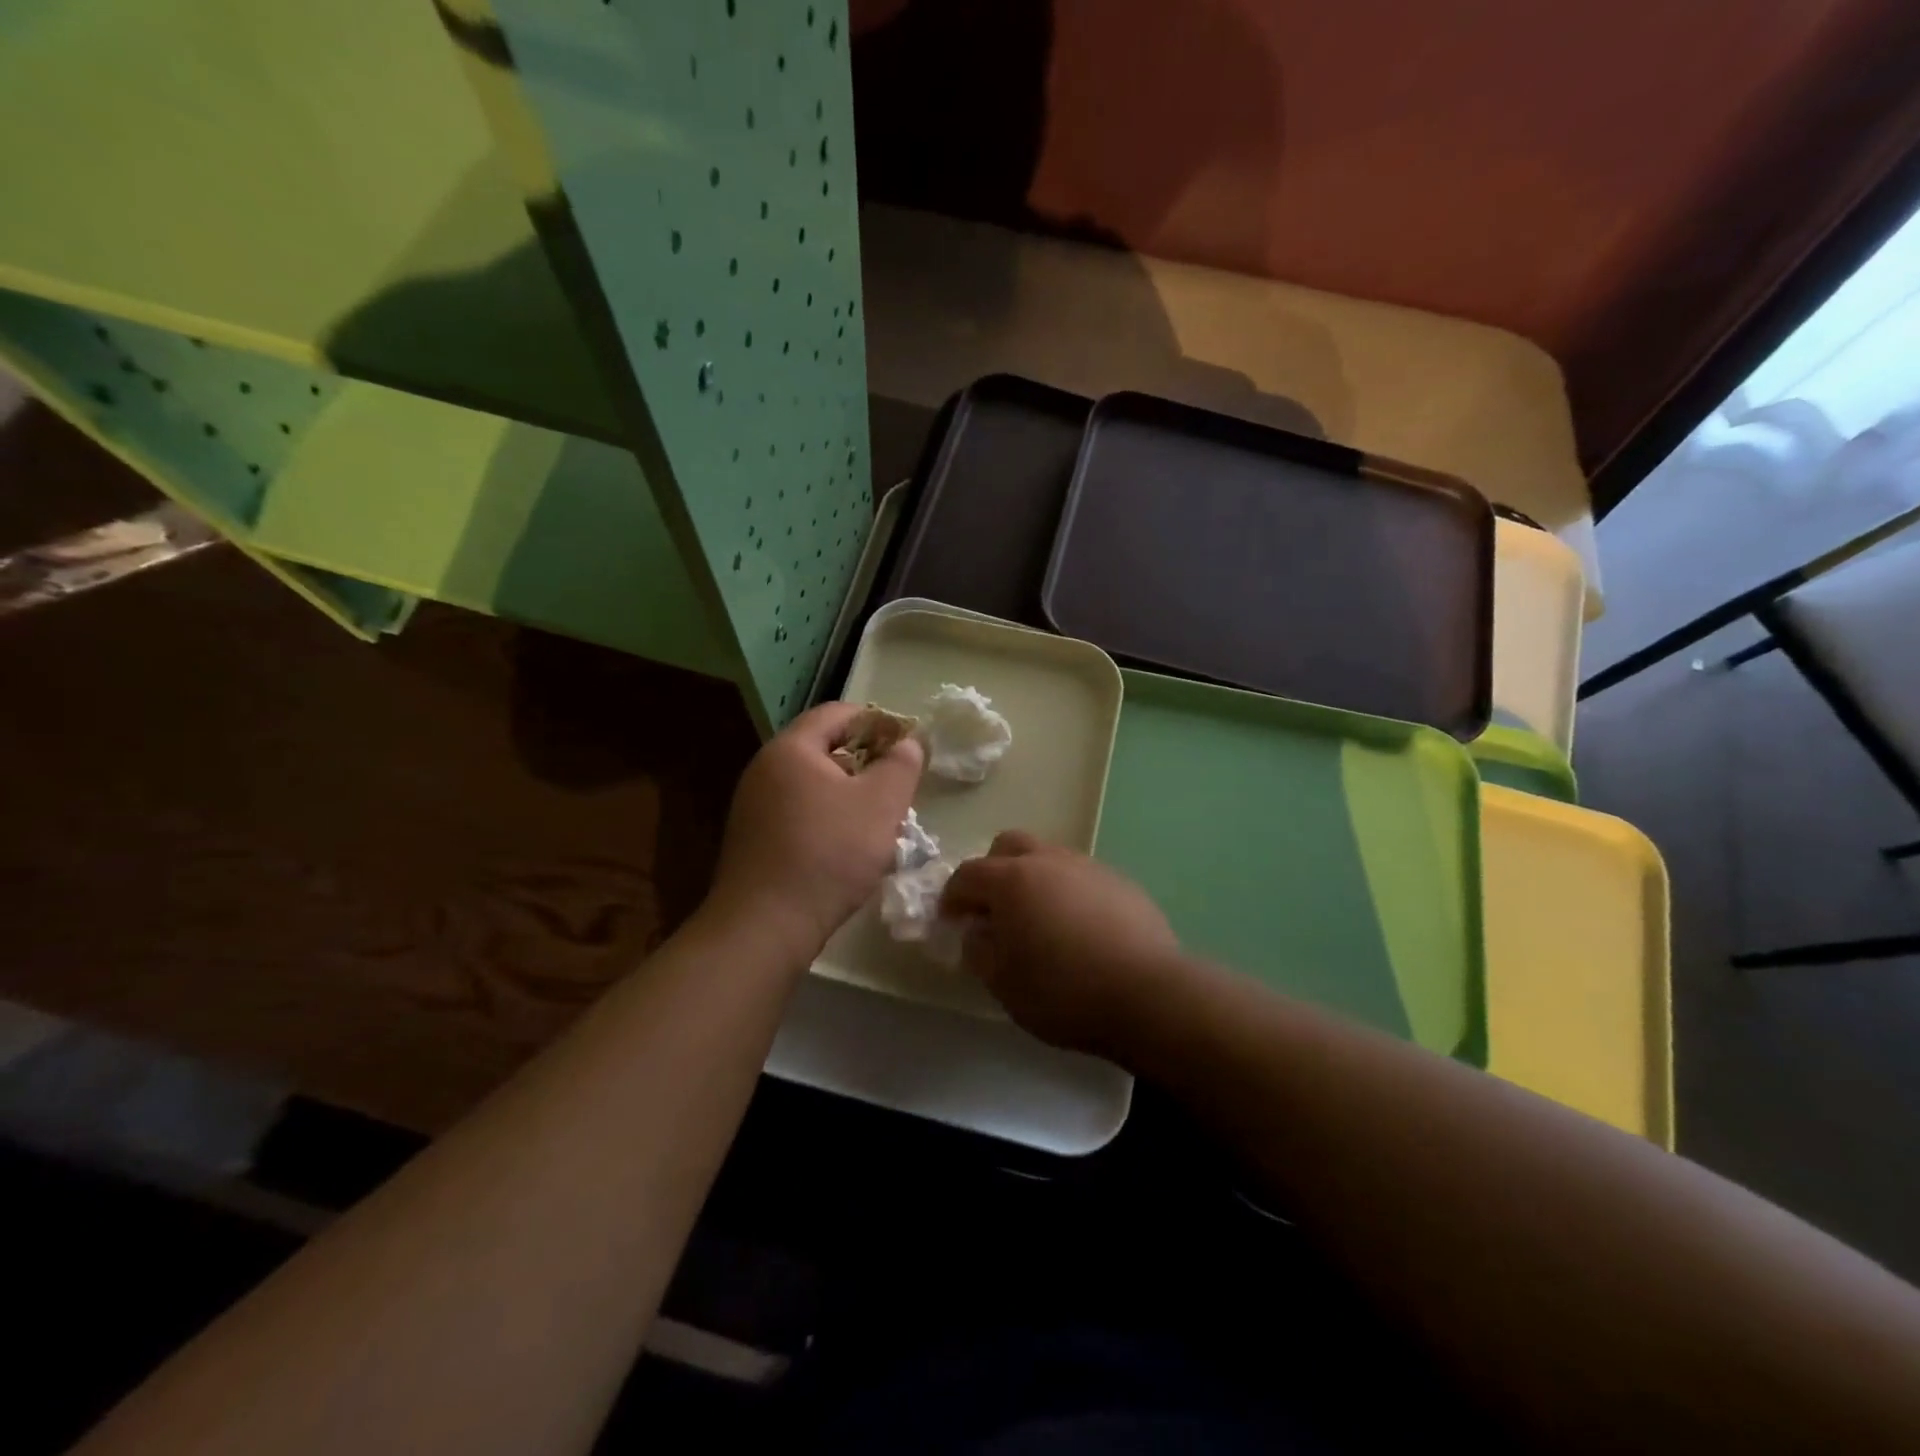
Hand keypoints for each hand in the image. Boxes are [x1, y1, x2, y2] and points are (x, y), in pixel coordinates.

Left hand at [706, 702, 923, 962]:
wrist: (765, 925)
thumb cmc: (829, 853)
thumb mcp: (881, 804)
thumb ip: (901, 765)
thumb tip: (908, 743)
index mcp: (791, 749)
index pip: (838, 713)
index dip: (878, 721)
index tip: (907, 743)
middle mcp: (764, 769)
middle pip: (823, 748)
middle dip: (866, 760)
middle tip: (897, 783)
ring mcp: (754, 806)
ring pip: (812, 784)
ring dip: (849, 793)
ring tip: (879, 818)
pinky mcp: (754, 839)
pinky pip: (798, 812)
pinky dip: (828, 817)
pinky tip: (848, 846)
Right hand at [941, 832, 1179, 1056]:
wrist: (1148, 995)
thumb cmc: (1063, 991)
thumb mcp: (1003, 983)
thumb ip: (979, 951)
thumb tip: (977, 932)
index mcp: (1012, 880)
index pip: (968, 874)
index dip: (953, 896)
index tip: (950, 919)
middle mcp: (1049, 861)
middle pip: (1009, 846)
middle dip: (993, 870)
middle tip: (993, 908)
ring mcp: (1089, 867)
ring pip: (1049, 858)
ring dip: (1033, 879)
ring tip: (1039, 920)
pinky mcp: (1121, 883)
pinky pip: (1081, 877)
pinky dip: (1067, 892)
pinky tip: (1078, 929)